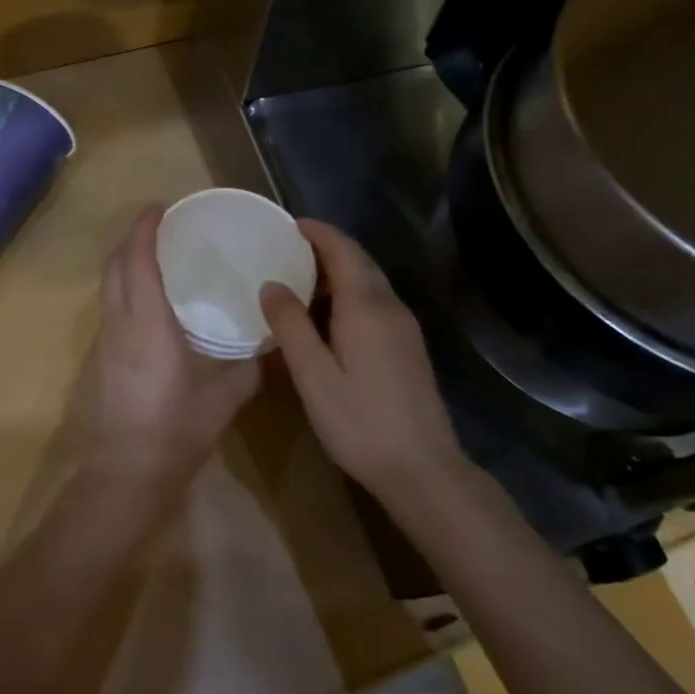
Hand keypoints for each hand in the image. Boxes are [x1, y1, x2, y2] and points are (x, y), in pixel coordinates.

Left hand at [80, 205, 259, 496]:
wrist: (125, 475)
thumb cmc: (176, 431)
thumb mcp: (224, 398)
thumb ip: (250, 366)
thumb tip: (273, 341)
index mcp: (148, 324)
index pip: (138, 260)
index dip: (145, 227)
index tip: (161, 206)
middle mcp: (119, 323)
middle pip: (115, 265)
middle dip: (132, 238)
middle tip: (163, 227)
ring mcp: (105, 340)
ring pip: (108, 285)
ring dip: (126, 262)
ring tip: (159, 257)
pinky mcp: (101, 358)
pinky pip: (110, 306)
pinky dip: (125, 287)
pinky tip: (151, 301)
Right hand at [260, 220, 463, 500]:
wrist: (423, 469)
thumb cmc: (360, 422)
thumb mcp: (313, 376)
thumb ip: (291, 326)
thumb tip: (270, 284)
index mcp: (366, 307)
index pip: (343, 250)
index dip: (318, 232)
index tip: (288, 224)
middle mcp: (390, 307)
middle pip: (359, 262)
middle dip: (326, 248)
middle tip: (287, 248)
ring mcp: (404, 328)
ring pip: (370, 282)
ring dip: (338, 271)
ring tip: (300, 277)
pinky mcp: (408, 347)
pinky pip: (376, 303)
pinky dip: (350, 293)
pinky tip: (328, 315)